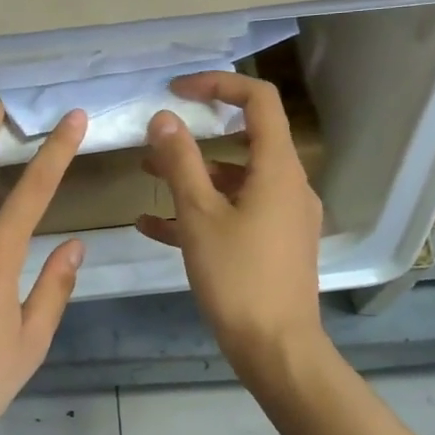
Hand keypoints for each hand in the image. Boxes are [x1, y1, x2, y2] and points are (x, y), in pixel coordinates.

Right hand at [136, 72, 328, 386]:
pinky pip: (235, 215)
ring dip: (192, 176)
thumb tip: (164, 118)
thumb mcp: (199, 215)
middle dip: (195, 137)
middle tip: (156, 138)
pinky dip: (201, 212)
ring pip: (235, 182)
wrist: (276, 350)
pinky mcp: (274, 245)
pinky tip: (153, 227)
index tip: (177, 91)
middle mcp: (288, 186)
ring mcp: (283, 218)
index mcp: (278, 169)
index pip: (259, 101)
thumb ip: (180, 162)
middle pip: (244, 141)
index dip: (219, 84)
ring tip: (145, 179)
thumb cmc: (238, 277)